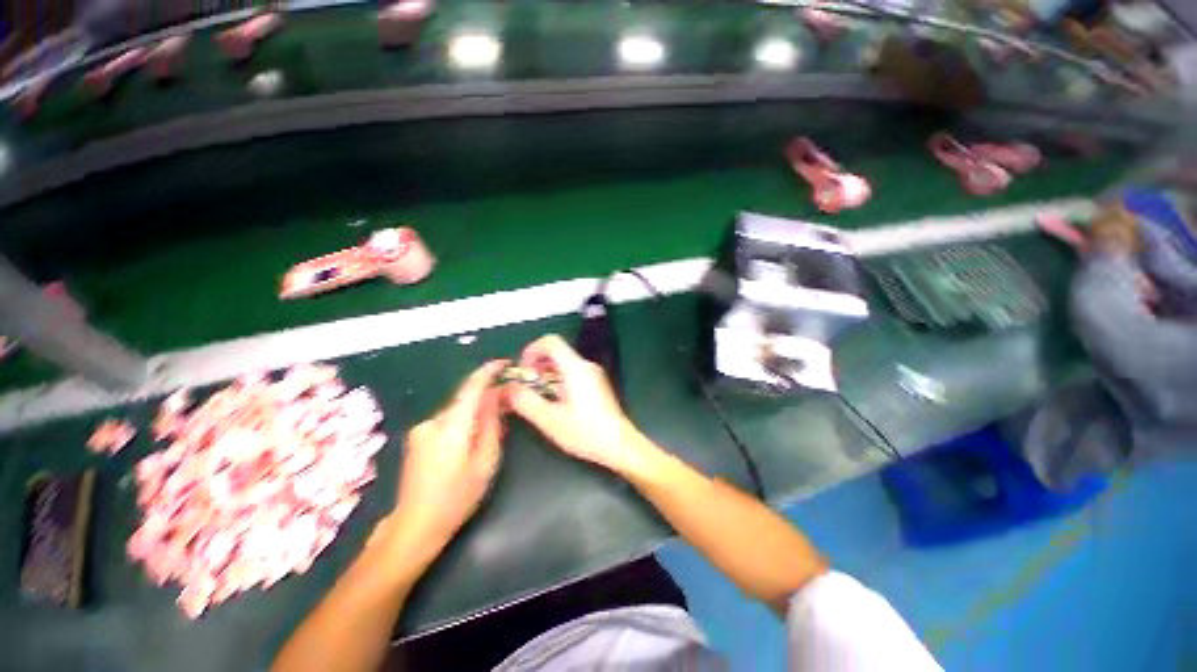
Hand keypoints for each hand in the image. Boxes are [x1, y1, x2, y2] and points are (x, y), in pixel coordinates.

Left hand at [390, 360, 507, 552]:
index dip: (488, 372)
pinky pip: (446, 422)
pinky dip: (461, 424)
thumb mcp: (485, 462)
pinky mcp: (416, 439)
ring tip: (486, 434)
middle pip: (464, 401)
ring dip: (473, 415)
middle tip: (505, 408)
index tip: (503, 362)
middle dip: (485, 400)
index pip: (471, 388)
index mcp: (451, 426)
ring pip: (456, 412)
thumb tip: (497, 399)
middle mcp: (433, 421)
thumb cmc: (456, 497)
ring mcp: (420, 430)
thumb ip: (492, 425)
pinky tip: (466, 444)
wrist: (414, 526)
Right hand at [505, 335, 655, 476]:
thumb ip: (525, 401)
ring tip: (539, 398)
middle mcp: (586, 365)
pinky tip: (556, 403)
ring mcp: (594, 374)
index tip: (522, 370)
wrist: (619, 445)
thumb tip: (507, 388)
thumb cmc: (585, 432)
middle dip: (537, 365)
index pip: (551, 341)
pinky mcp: (598, 384)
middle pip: (557, 352)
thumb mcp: (549, 419)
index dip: (532, 350)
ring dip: (547, 375)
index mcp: (575, 367)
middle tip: (527, 387)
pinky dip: (559, 381)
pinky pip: (574, 373)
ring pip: (565, 364)